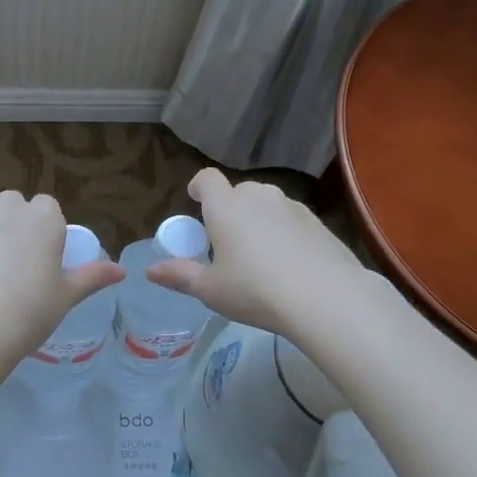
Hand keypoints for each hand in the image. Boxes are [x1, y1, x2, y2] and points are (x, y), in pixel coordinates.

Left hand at [0, 191, 124, 361]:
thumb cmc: (29, 313)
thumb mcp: (67, 297)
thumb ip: (93, 277)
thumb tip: (122, 271)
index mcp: (43, 217)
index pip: (47, 209)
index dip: (42, 233)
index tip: (39, 262)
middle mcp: (6, 206)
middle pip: (11, 207)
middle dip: (10, 227)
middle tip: (9, 269)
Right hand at [145, 169, 362, 336]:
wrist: (326, 298)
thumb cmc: (255, 290)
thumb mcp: (211, 290)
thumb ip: (180, 276)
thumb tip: (150, 271)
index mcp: (226, 206)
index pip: (207, 179)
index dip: (199, 187)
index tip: (196, 203)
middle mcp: (258, 196)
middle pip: (238, 191)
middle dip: (229, 208)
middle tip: (227, 241)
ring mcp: (292, 206)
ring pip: (267, 204)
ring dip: (258, 219)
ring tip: (260, 254)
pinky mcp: (318, 222)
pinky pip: (292, 219)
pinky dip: (285, 232)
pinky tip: (290, 263)